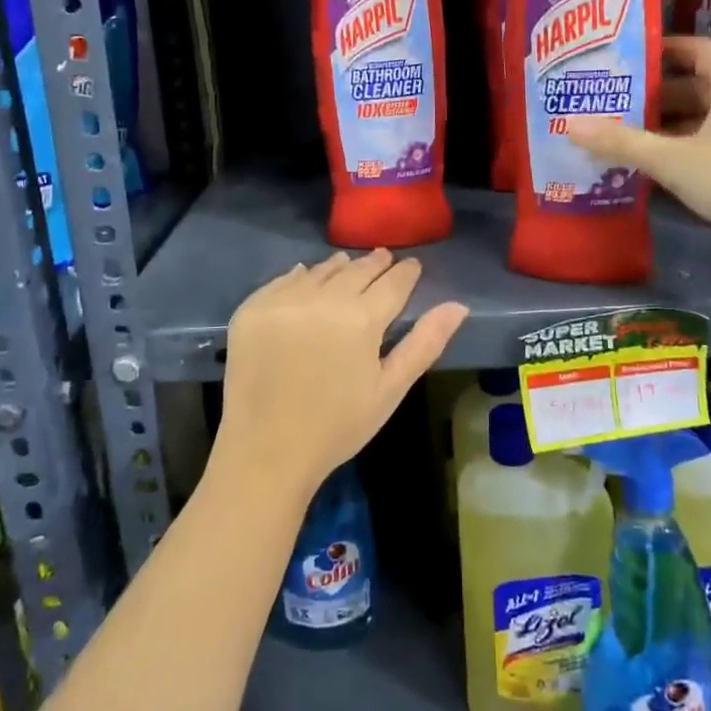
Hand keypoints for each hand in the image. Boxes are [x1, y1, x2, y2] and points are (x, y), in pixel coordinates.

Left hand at [210, 250, 468, 506]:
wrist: (266, 451)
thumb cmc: (338, 426)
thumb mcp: (390, 389)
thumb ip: (425, 343)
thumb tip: (458, 306)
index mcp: (362, 318)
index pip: (393, 282)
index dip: (406, 272)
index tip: (412, 265)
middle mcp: (323, 298)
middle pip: (356, 270)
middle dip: (374, 264)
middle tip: (384, 258)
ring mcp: (283, 301)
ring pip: (320, 271)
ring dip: (338, 267)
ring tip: (348, 265)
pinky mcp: (252, 309)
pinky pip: (282, 281)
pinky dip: (300, 276)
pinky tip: (306, 276)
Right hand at [566, 36, 710, 262]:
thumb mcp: (672, 160)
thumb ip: (621, 142)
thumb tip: (568, 125)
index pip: (694, 49)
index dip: (660, 50)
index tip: (623, 58)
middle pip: (696, 85)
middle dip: (654, 95)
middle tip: (611, 102)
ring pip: (705, 119)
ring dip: (668, 126)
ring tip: (624, 135)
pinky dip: (686, 149)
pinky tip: (656, 167)